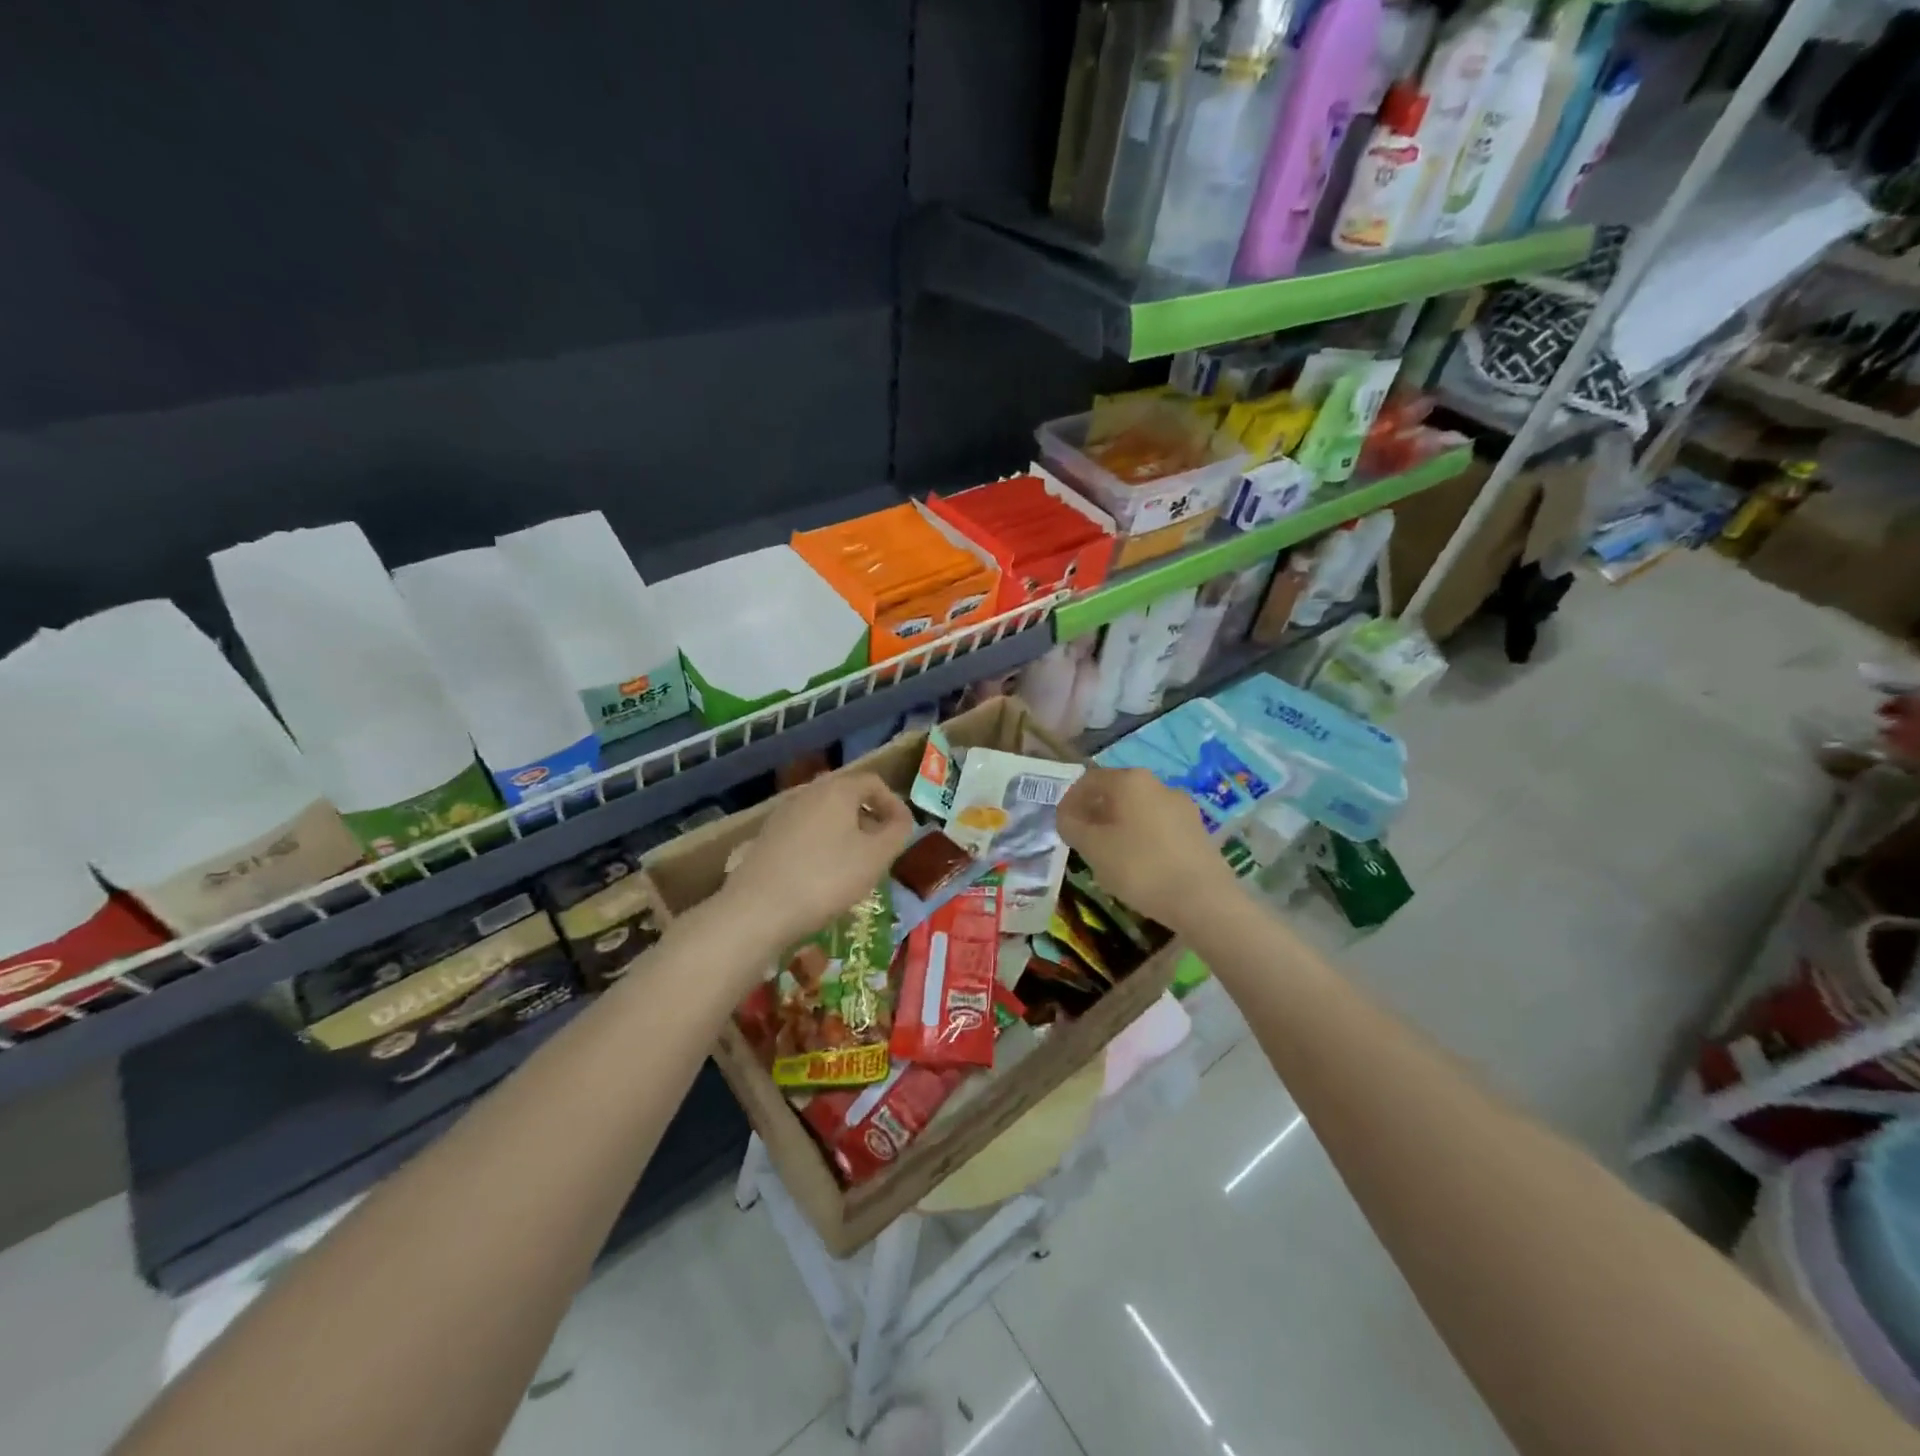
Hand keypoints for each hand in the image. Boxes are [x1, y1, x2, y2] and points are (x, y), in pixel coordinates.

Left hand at [722, 770, 913, 952]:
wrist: (757, 910)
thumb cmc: (826, 878)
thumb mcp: (875, 857)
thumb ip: (897, 832)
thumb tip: (901, 820)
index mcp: (837, 789)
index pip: (874, 782)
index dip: (894, 804)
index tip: (904, 832)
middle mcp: (807, 792)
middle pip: (847, 796)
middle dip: (869, 819)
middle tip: (881, 849)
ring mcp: (783, 814)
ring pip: (825, 815)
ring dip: (845, 833)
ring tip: (855, 865)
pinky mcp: (766, 837)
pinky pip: (805, 832)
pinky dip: (822, 845)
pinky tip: (822, 875)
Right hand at [1056, 767, 1235, 932]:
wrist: (1204, 900)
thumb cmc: (1140, 867)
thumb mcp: (1093, 848)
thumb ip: (1071, 826)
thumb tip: (1066, 816)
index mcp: (1130, 781)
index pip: (1088, 780)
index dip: (1069, 801)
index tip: (1062, 826)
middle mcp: (1158, 784)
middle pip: (1115, 793)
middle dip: (1095, 814)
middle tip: (1082, 842)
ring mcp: (1182, 807)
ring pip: (1137, 811)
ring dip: (1117, 827)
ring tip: (1108, 858)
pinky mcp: (1197, 830)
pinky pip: (1158, 827)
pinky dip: (1141, 839)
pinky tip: (1138, 867)